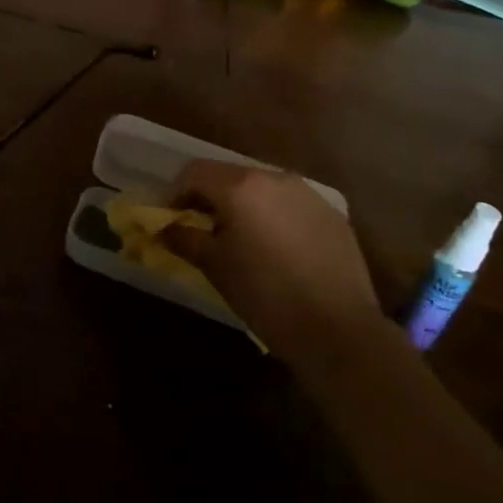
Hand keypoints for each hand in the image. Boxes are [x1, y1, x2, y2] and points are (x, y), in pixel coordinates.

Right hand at [165, 161, 381, 369]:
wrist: (339, 330)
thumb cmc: (265, 296)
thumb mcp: (216, 268)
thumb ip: (186, 239)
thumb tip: (164, 229)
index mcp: (241, 187)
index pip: (195, 172)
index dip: (175, 192)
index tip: (169, 219)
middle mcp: (275, 178)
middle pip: (229, 175)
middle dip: (209, 197)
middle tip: (200, 228)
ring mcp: (308, 194)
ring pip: (262, 188)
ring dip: (243, 205)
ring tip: (239, 239)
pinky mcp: (332, 214)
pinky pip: (291, 205)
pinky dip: (274, 216)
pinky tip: (277, 249)